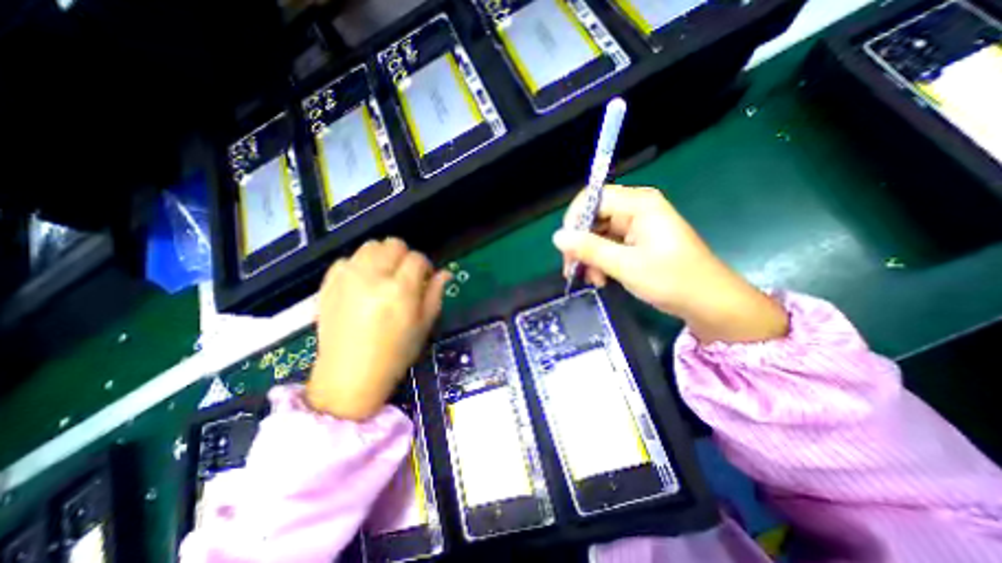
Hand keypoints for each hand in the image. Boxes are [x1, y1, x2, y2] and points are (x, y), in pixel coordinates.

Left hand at [304, 235, 447, 417]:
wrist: (349, 375)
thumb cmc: (395, 353)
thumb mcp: (424, 325)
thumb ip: (435, 294)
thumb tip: (445, 273)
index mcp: (400, 290)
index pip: (417, 258)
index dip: (425, 266)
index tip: (425, 278)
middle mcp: (373, 277)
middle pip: (393, 244)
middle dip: (404, 257)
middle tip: (405, 276)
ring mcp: (347, 278)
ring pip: (370, 246)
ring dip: (382, 256)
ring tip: (384, 276)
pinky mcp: (329, 284)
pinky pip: (348, 259)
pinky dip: (359, 265)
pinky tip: (362, 283)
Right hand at [551, 185, 786, 342]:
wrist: (708, 303)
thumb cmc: (673, 280)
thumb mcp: (626, 266)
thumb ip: (590, 249)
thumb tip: (557, 237)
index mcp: (639, 204)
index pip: (593, 198)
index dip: (575, 220)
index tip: (566, 248)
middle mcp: (636, 209)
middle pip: (593, 217)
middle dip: (580, 243)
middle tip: (573, 269)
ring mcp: (636, 226)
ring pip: (597, 234)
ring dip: (589, 257)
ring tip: (592, 280)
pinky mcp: (636, 241)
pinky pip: (607, 245)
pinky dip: (600, 261)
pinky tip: (601, 279)